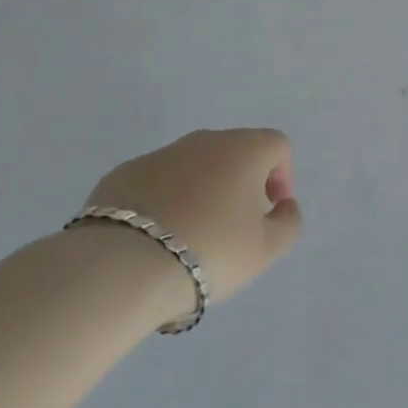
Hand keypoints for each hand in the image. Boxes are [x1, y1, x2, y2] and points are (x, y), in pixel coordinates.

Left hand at [84, 129, 303, 312]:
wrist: (120, 267)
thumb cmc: (209, 252)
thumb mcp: (266, 249)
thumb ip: (288, 223)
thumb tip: (284, 206)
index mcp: (244, 149)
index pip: (277, 146)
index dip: (282, 178)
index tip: (269, 214)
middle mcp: (204, 140)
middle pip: (234, 153)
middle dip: (240, 185)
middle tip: (233, 228)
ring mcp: (160, 154)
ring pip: (193, 167)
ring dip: (201, 192)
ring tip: (190, 238)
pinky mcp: (121, 174)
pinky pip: (155, 183)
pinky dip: (163, 202)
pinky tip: (153, 240)